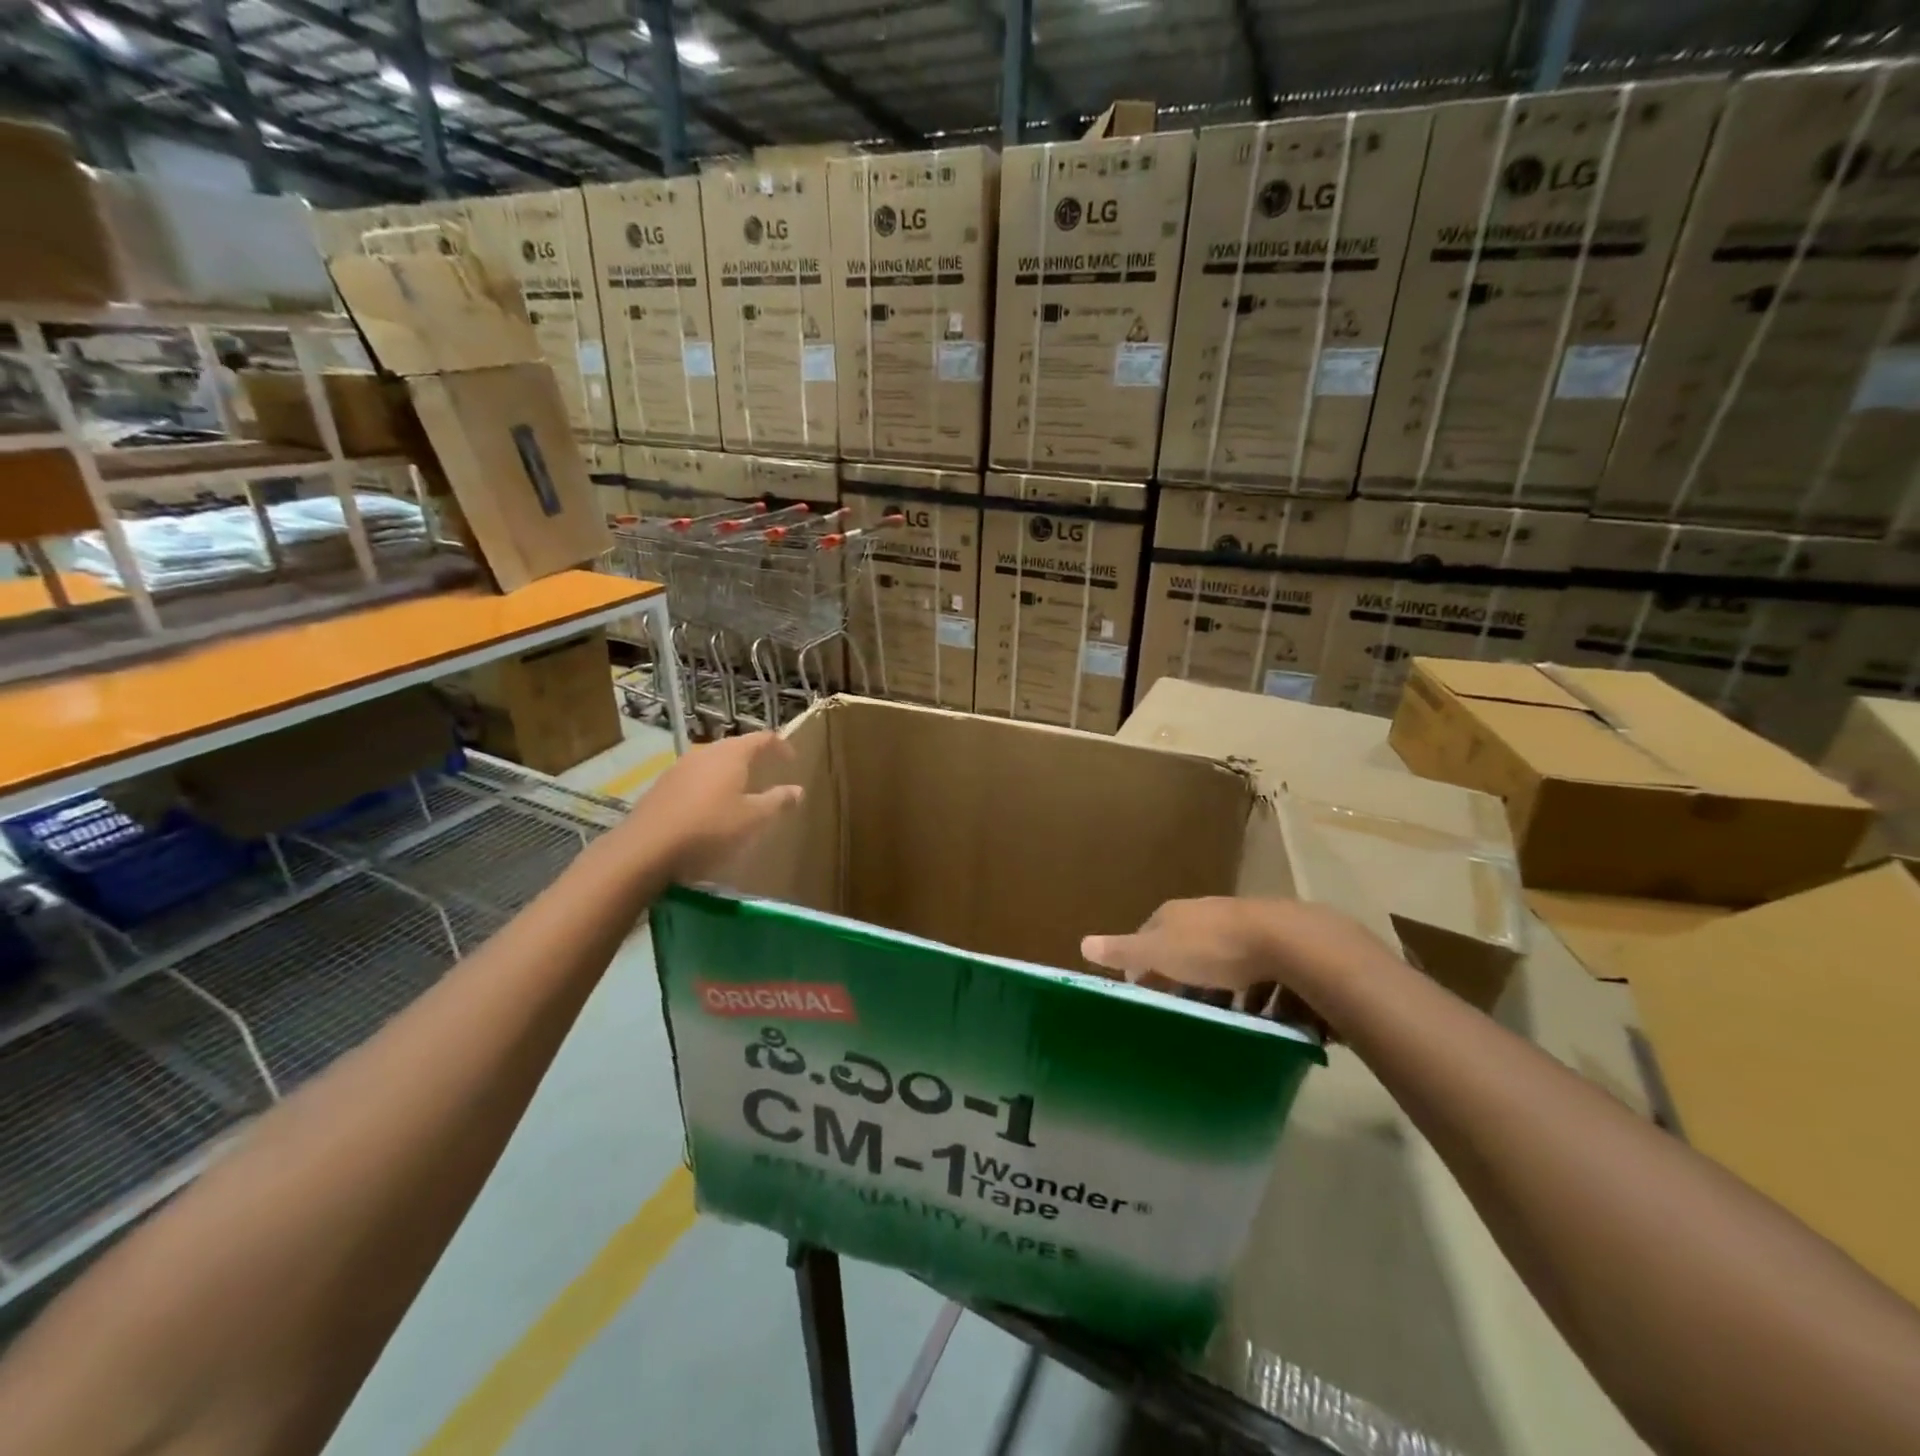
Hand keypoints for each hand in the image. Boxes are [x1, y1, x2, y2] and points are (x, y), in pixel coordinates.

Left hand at [618, 732, 803, 882]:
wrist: (646, 850)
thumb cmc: (709, 829)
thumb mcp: (753, 819)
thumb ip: (777, 801)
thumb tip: (797, 790)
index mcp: (730, 754)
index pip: (762, 738)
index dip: (780, 746)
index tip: (792, 760)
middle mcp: (704, 753)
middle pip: (735, 747)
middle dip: (754, 759)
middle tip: (769, 774)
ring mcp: (679, 768)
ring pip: (713, 763)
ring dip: (730, 773)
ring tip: (741, 793)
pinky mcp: (662, 787)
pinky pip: (695, 779)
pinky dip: (710, 786)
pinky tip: (711, 809)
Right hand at [1082, 897, 1396, 1027]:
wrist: (1286, 942)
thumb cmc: (1213, 949)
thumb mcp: (1160, 952)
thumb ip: (1124, 950)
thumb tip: (1082, 943)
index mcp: (1175, 914)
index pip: (1148, 936)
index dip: (1143, 965)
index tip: (1143, 994)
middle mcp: (1206, 915)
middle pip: (1185, 951)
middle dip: (1182, 980)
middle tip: (1181, 1013)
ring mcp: (1242, 927)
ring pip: (1221, 964)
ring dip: (1219, 991)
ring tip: (1220, 1023)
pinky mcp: (1274, 945)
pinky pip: (1255, 974)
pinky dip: (1251, 995)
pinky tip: (1256, 1017)